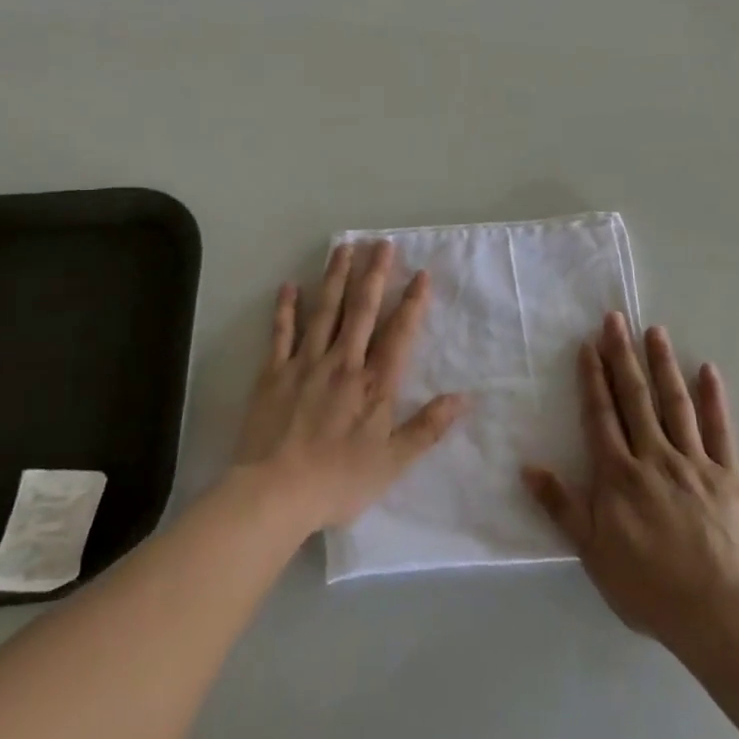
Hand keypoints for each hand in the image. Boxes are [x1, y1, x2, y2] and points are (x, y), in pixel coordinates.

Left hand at [232, 241, 465, 533]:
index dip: (412, 303)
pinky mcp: (274, 373)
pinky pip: (281, 333)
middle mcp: (343, 363)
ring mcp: (306, 364)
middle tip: (382, 244)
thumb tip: (464, 397)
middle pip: (362, 310)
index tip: (421, 274)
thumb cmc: (338, 480)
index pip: (399, 333)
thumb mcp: (393, 462)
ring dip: (336, 277)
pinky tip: (290, 285)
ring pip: (325, 311)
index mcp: (374, 383)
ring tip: (344, 247)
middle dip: (374, 275)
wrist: (274, 494)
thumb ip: (428, 427)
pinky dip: (286, 308)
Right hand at [523, 312, 738, 647]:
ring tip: (654, 331)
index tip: (588, 344)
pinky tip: (708, 370)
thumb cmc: (648, 586)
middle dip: (623, 356)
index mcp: (619, 474)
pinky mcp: (727, 474)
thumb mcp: (592, 551)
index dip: (593, 378)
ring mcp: (693, 462)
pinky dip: (714, 398)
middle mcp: (654, 456)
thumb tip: (527, 467)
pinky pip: (719, 429)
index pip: (601, 415)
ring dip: (663, 364)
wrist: (717, 614)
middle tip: (616, 318)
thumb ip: (562, 506)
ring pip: (675, 403)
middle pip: (635, 397)